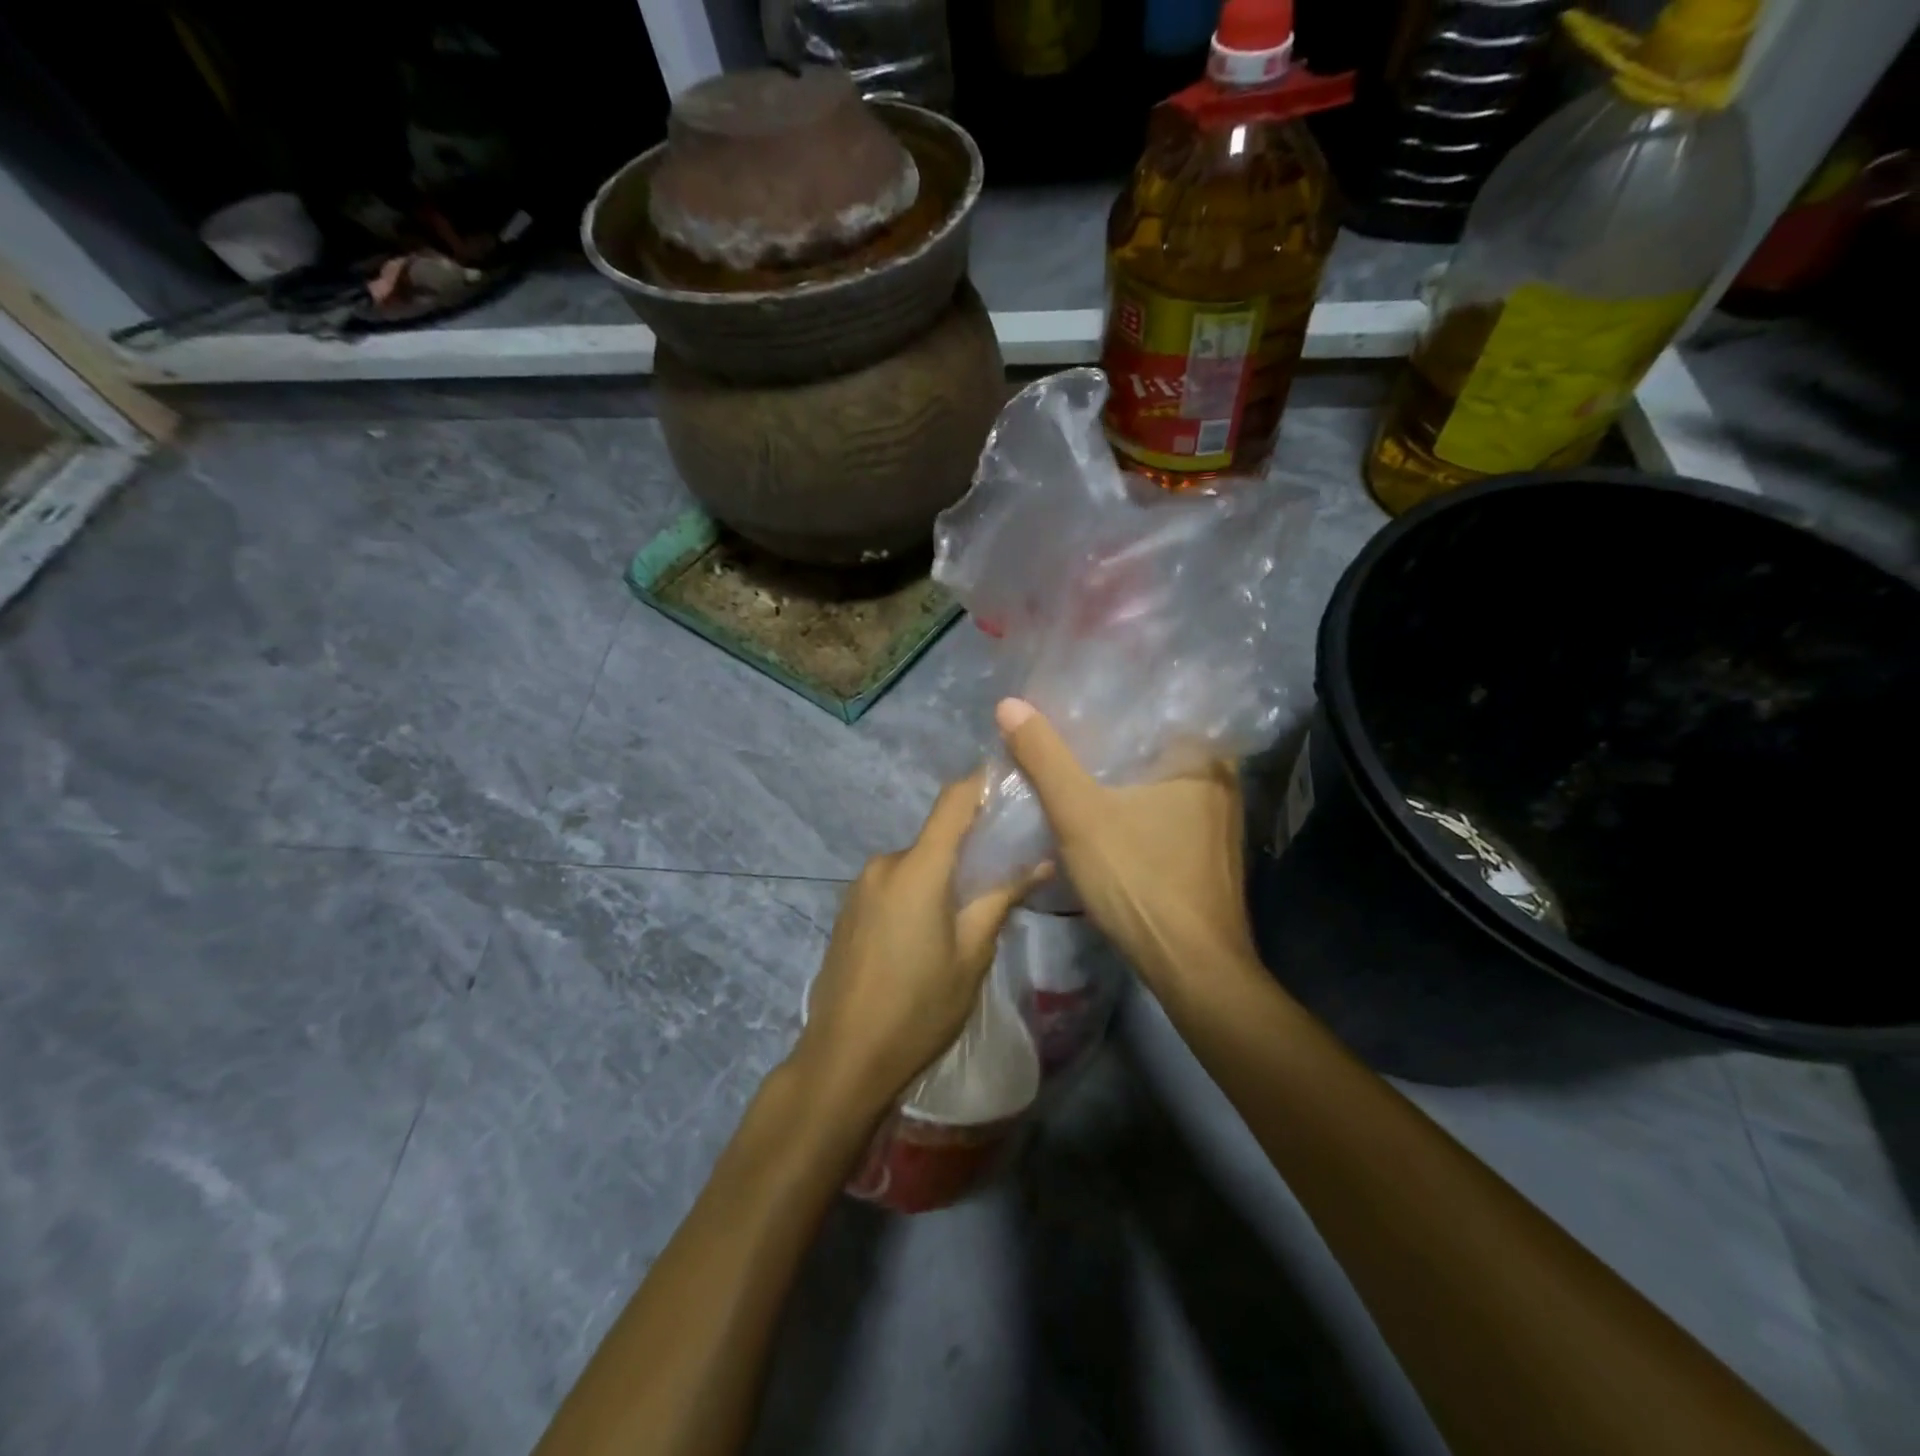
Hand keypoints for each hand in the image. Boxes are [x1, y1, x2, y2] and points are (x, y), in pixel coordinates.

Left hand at [794, 772, 1045, 1121]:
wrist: (844, 1059)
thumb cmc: (919, 1008)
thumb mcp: (972, 956)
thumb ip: (1001, 899)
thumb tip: (1041, 863)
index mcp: (917, 868)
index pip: (953, 802)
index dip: (982, 784)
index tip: (1012, 782)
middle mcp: (884, 864)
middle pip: (936, 839)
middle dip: (970, 849)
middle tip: (1006, 874)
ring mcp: (860, 887)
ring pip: (915, 865)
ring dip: (942, 877)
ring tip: (969, 914)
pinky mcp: (848, 909)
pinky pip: (893, 885)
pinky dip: (917, 893)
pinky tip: (928, 934)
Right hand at [995, 698, 1258, 995]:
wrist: (1191, 968)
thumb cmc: (1140, 880)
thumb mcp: (1079, 815)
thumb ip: (1045, 758)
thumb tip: (1009, 703)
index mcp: (1202, 758)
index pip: (1153, 710)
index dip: (1108, 704)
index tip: (1068, 702)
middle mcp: (1221, 781)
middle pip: (1152, 747)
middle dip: (1109, 742)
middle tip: (1060, 730)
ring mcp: (1218, 820)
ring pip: (1156, 782)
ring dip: (1120, 778)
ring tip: (1073, 764)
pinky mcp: (1208, 852)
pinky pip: (1164, 812)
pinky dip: (1133, 807)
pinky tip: (1102, 812)